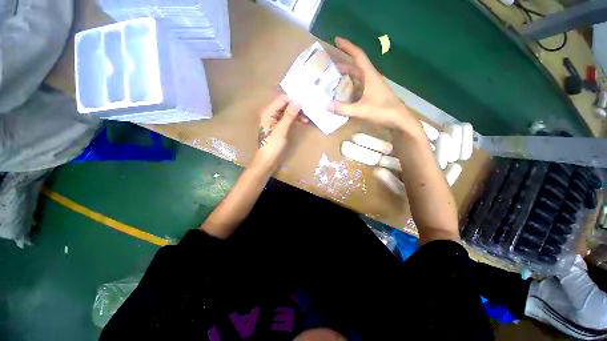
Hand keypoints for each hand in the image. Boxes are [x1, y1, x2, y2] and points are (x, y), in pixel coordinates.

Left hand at [255, 94, 304, 168]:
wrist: (267, 161)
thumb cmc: (272, 146)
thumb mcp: (282, 130)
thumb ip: (289, 115)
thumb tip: (298, 101)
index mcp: (268, 112)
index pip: (282, 99)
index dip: (293, 100)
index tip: (305, 104)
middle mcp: (270, 114)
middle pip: (284, 105)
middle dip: (296, 107)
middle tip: (308, 112)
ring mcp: (274, 121)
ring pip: (287, 112)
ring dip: (296, 114)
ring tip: (307, 119)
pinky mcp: (278, 127)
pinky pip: (287, 119)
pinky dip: (294, 120)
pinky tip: (302, 122)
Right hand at [327, 37, 424, 138]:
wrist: (399, 120)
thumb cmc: (382, 111)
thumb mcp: (361, 110)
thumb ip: (343, 108)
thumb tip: (326, 105)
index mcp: (370, 76)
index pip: (358, 56)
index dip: (347, 47)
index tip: (336, 40)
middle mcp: (371, 78)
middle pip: (356, 66)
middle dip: (344, 64)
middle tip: (330, 66)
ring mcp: (373, 86)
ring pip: (358, 77)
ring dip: (347, 76)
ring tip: (335, 78)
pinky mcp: (373, 94)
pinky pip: (360, 86)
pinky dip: (351, 87)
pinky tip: (344, 93)